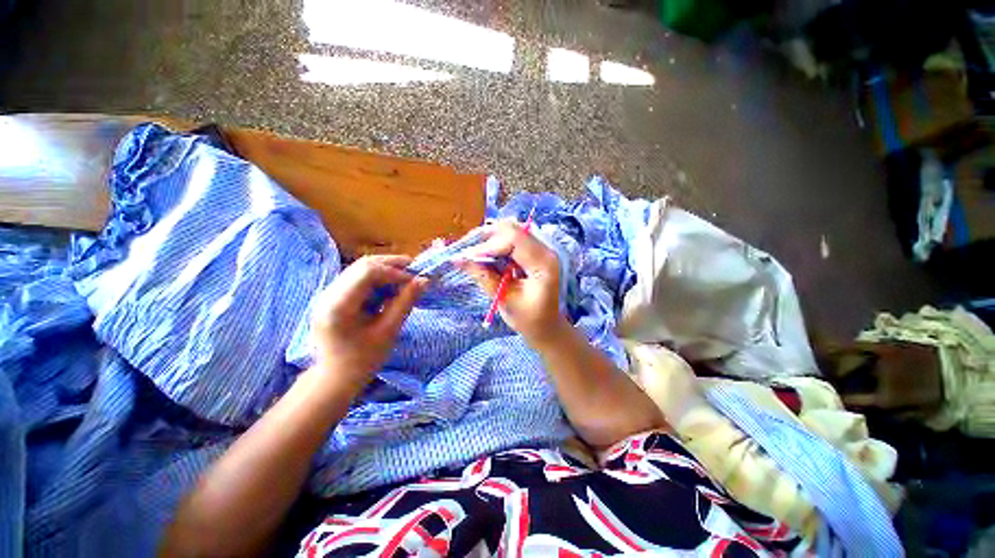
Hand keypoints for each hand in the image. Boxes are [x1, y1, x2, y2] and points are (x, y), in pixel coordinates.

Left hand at [310, 255, 427, 390]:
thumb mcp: (388, 331)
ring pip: (359, 269)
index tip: (415, 281)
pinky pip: (357, 279)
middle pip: (362, 265)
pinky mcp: (332, 297)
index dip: (394, 271)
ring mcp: (327, 294)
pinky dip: (377, 279)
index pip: (367, 272)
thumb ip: (405, 303)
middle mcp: (327, 294)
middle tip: (414, 272)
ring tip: (405, 280)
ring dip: (385, 271)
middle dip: (391, 265)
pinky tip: (389, 288)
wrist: (335, 378)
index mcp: (338, 306)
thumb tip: (424, 280)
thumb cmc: (363, 359)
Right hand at [457, 220, 567, 342]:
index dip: (487, 245)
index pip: (514, 239)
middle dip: (485, 238)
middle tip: (465, 251)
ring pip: (511, 230)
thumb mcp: (505, 300)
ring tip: (472, 252)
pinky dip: (496, 243)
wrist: (547, 326)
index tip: (466, 257)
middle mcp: (546, 249)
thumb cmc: (529, 319)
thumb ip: (483, 276)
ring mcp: (541, 248)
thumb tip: (458, 259)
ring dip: (489, 239)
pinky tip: (485, 254)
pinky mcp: (534, 251)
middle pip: (512, 229)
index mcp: (544, 263)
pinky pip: (513, 238)